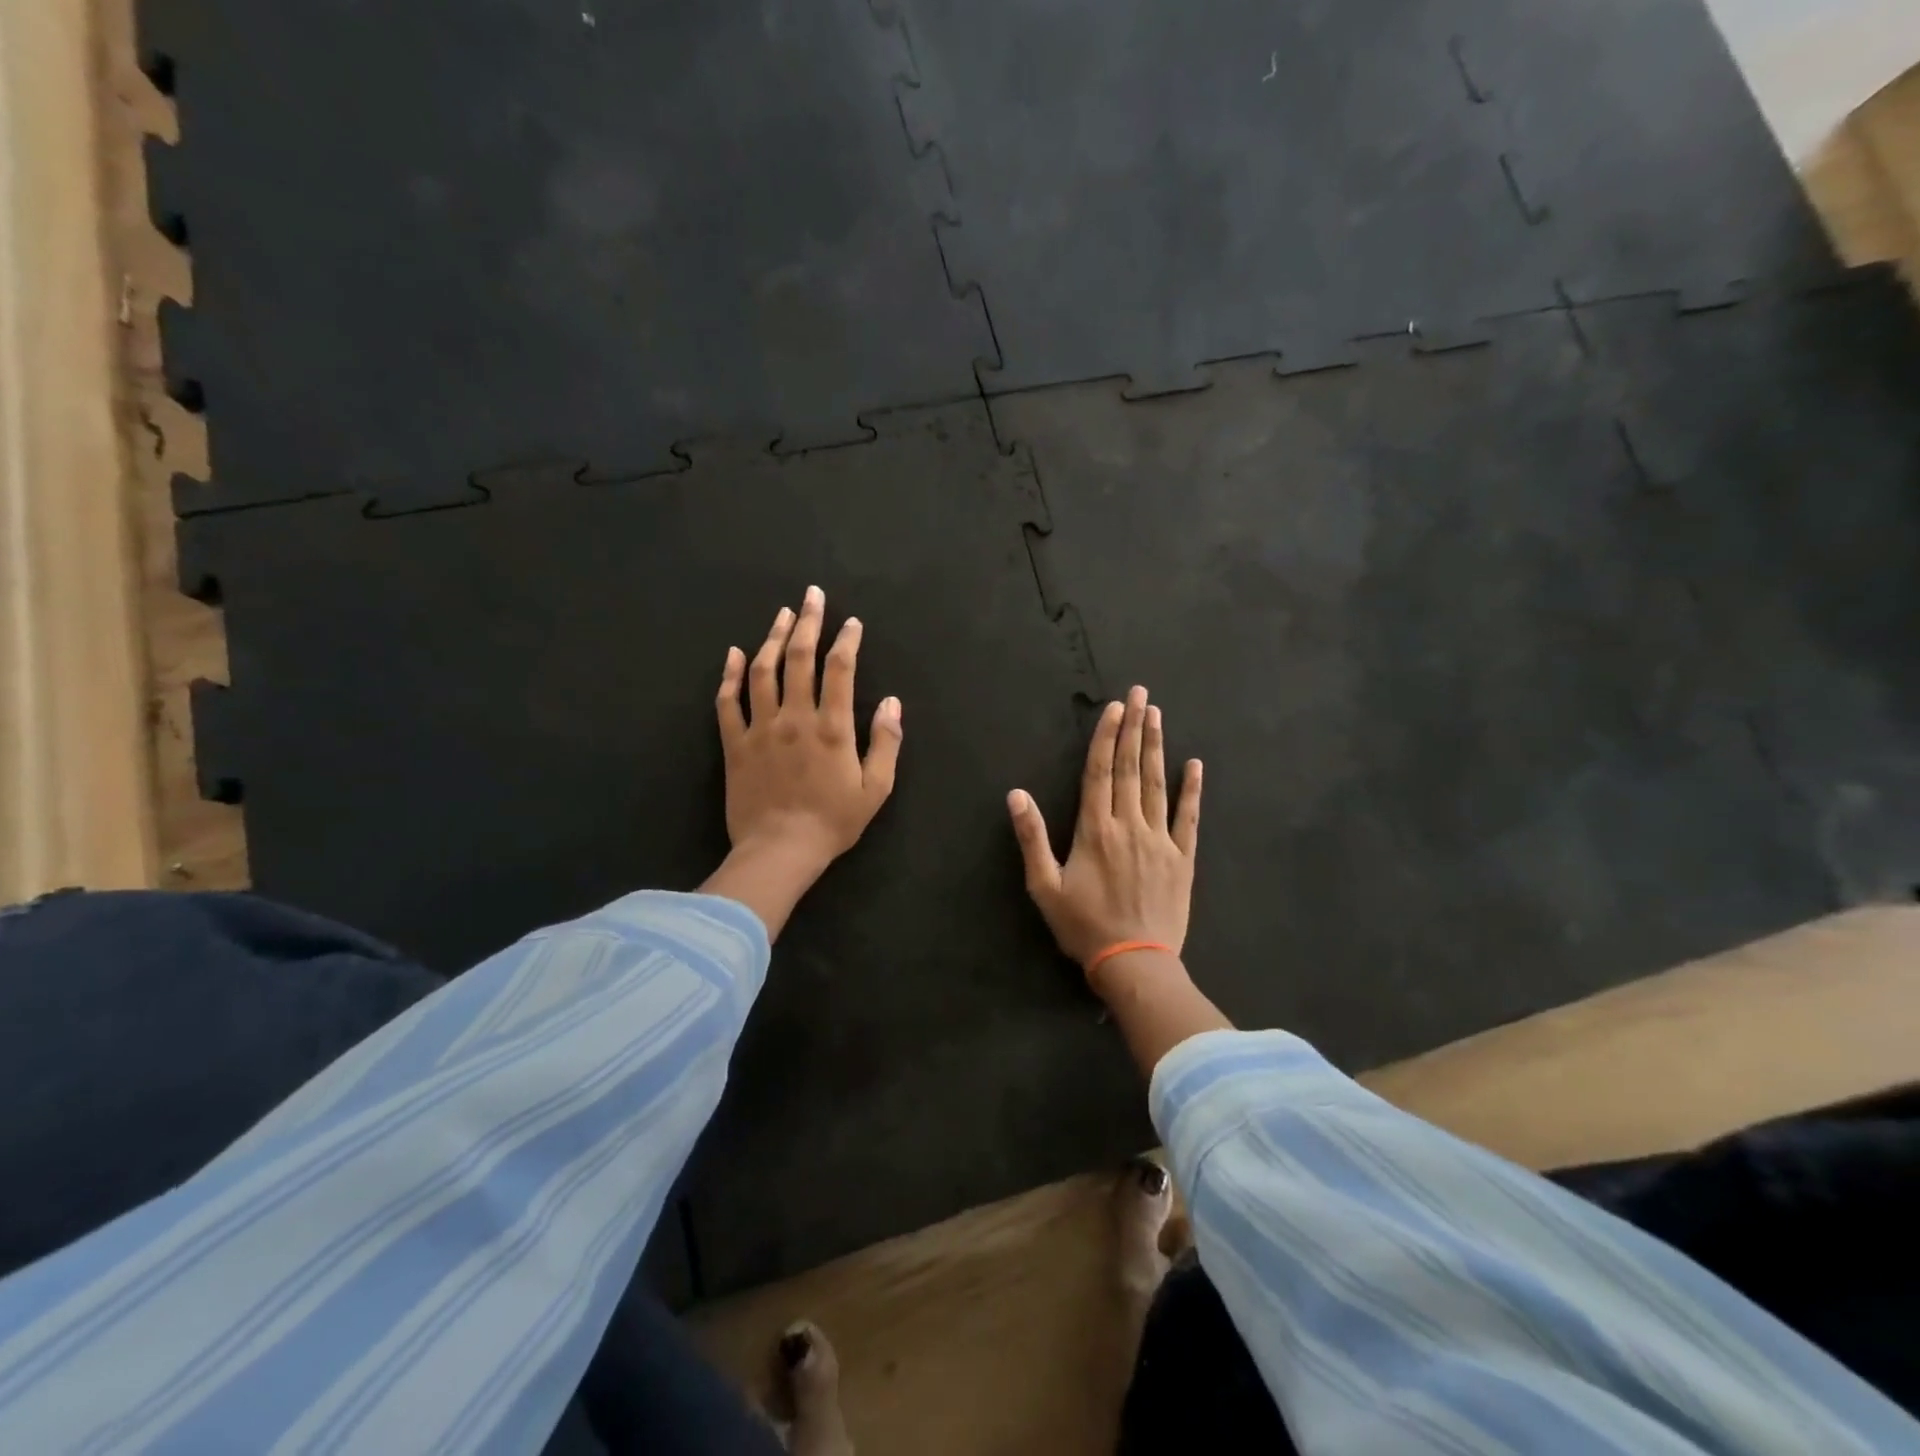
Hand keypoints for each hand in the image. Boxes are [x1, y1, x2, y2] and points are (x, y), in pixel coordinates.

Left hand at [713, 586, 901, 892]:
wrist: (779, 850)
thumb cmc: (832, 822)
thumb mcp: (876, 789)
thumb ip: (886, 743)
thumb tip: (893, 703)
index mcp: (832, 727)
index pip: (840, 670)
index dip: (846, 641)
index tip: (851, 622)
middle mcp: (795, 717)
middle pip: (799, 658)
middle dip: (808, 623)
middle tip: (812, 596)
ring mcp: (761, 728)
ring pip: (763, 671)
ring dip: (773, 638)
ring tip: (781, 614)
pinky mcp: (735, 743)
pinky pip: (728, 701)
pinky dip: (730, 675)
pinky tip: (734, 653)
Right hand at [1007, 686, 1201, 986]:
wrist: (1135, 963)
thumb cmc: (1084, 926)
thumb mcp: (1045, 886)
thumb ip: (1032, 837)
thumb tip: (1017, 794)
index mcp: (1095, 830)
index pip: (1099, 772)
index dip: (1106, 737)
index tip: (1114, 708)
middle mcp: (1129, 825)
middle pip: (1129, 768)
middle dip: (1133, 728)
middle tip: (1140, 694)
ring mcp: (1160, 839)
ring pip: (1156, 784)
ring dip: (1156, 747)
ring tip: (1157, 715)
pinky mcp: (1182, 858)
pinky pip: (1188, 817)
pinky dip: (1192, 790)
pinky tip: (1194, 765)